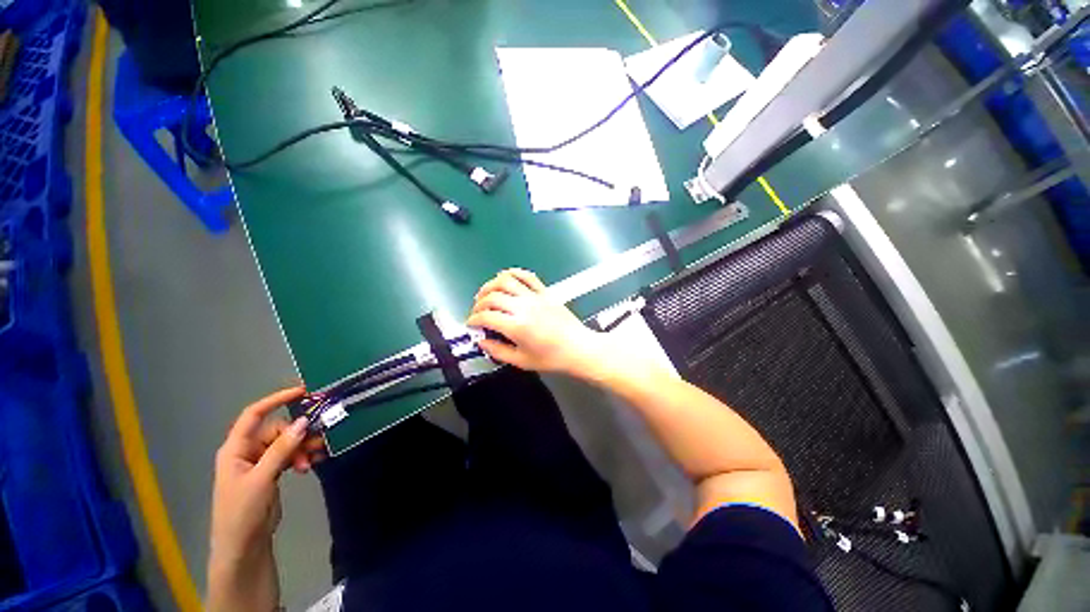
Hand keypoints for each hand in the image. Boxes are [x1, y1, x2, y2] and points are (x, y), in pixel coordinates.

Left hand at [207, 387, 325, 610]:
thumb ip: (281, 450)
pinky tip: (312, 464)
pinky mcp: (270, 473)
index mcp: (236, 449)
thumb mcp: (261, 479)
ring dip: (303, 448)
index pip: (254, 415)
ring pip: (287, 443)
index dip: (276, 400)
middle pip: (277, 430)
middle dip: (298, 435)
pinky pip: (289, 456)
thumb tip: (303, 422)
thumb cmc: (242, 511)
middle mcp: (247, 451)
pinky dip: (301, 457)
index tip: (303, 392)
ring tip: (316, 458)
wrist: (243, 546)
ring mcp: (260, 462)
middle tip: (317, 443)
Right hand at [467, 269, 610, 375]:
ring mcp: (535, 297)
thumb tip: (482, 341)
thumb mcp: (522, 361)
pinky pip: (527, 276)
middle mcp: (523, 307)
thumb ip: (498, 351)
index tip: (471, 324)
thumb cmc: (552, 358)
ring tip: (486, 294)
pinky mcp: (545, 292)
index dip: (473, 320)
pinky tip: (505, 278)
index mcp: (517, 326)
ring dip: (490, 285)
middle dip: (479, 304)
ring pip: (506, 281)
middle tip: (477, 312)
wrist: (579, 348)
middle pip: (492, 297)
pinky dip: (513, 273)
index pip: (486, 317)